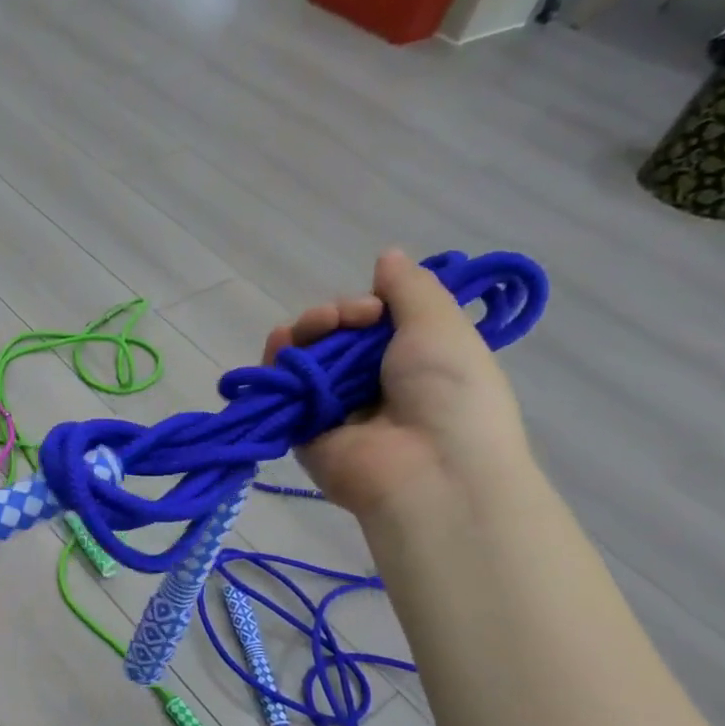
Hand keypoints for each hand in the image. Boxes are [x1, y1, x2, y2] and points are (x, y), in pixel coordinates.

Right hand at [267, 250, 532, 523]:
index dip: (367, 305)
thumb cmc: (449, 393)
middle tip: (348, 317)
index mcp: (410, 362)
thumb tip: (386, 256)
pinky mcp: (300, 430)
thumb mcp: (442, 326)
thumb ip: (411, 288)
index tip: (374, 305)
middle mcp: (369, 385)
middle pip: (333, 337)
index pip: (373, 324)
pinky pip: (279, 390)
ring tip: (318, 326)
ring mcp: (333, 408)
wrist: (428, 469)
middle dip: (334, 316)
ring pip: (304, 358)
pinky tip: (282, 344)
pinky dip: (275, 363)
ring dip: (306, 332)